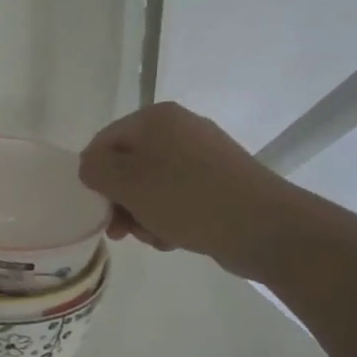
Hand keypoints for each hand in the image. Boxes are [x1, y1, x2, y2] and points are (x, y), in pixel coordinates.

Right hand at [78, 102, 298, 278]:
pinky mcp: (220, 181)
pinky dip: (169, 216)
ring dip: (144, 214)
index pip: (104, 142)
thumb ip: (95, 169)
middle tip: (123, 232)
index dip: (95, 177)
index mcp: (155, 118)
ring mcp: (203, 155)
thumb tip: (92, 167)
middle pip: (129, 165)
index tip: (99, 210)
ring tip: (155, 238)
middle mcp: (180, 128)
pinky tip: (175, 238)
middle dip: (121, 201)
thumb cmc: (186, 199)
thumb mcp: (127, 183)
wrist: (264, 227)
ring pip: (152, 185)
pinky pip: (179, 196)